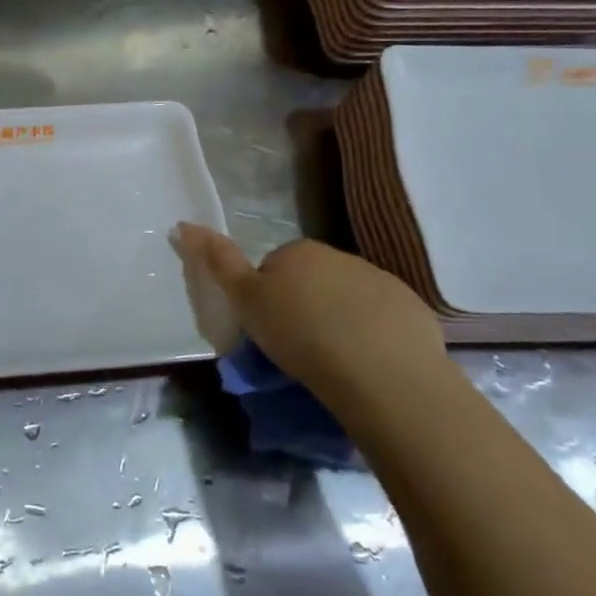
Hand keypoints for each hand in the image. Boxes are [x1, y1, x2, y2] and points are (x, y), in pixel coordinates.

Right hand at [172, 224, 445, 404]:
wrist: (380, 372)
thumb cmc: (300, 334)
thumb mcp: (246, 301)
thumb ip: (218, 262)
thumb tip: (184, 224)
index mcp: (298, 252)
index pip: (273, 269)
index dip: (266, 299)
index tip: (269, 330)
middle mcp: (339, 256)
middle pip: (312, 281)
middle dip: (304, 306)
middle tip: (298, 347)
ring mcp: (379, 279)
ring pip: (348, 298)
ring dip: (339, 319)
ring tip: (335, 361)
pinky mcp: (411, 308)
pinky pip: (383, 318)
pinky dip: (373, 334)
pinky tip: (368, 364)